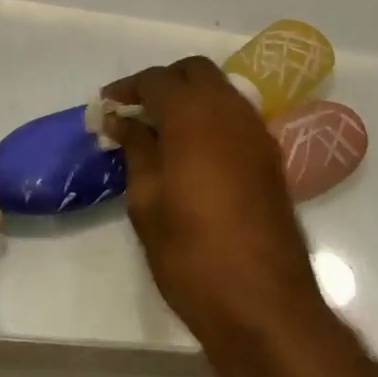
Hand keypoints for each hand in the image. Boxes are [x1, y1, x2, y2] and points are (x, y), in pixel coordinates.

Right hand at [102, 58, 323, 349]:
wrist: (263, 305)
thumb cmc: (191, 253)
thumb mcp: (147, 200)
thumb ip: (136, 148)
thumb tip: (121, 119)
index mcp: (194, 116)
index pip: (157, 79)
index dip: (128, 88)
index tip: (107, 106)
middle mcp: (230, 112)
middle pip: (195, 71)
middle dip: (163, 82)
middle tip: (136, 111)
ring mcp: (256, 133)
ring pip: (220, 90)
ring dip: (190, 97)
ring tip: (160, 131)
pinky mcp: (270, 158)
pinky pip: (236, 117)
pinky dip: (211, 118)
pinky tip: (192, 151)